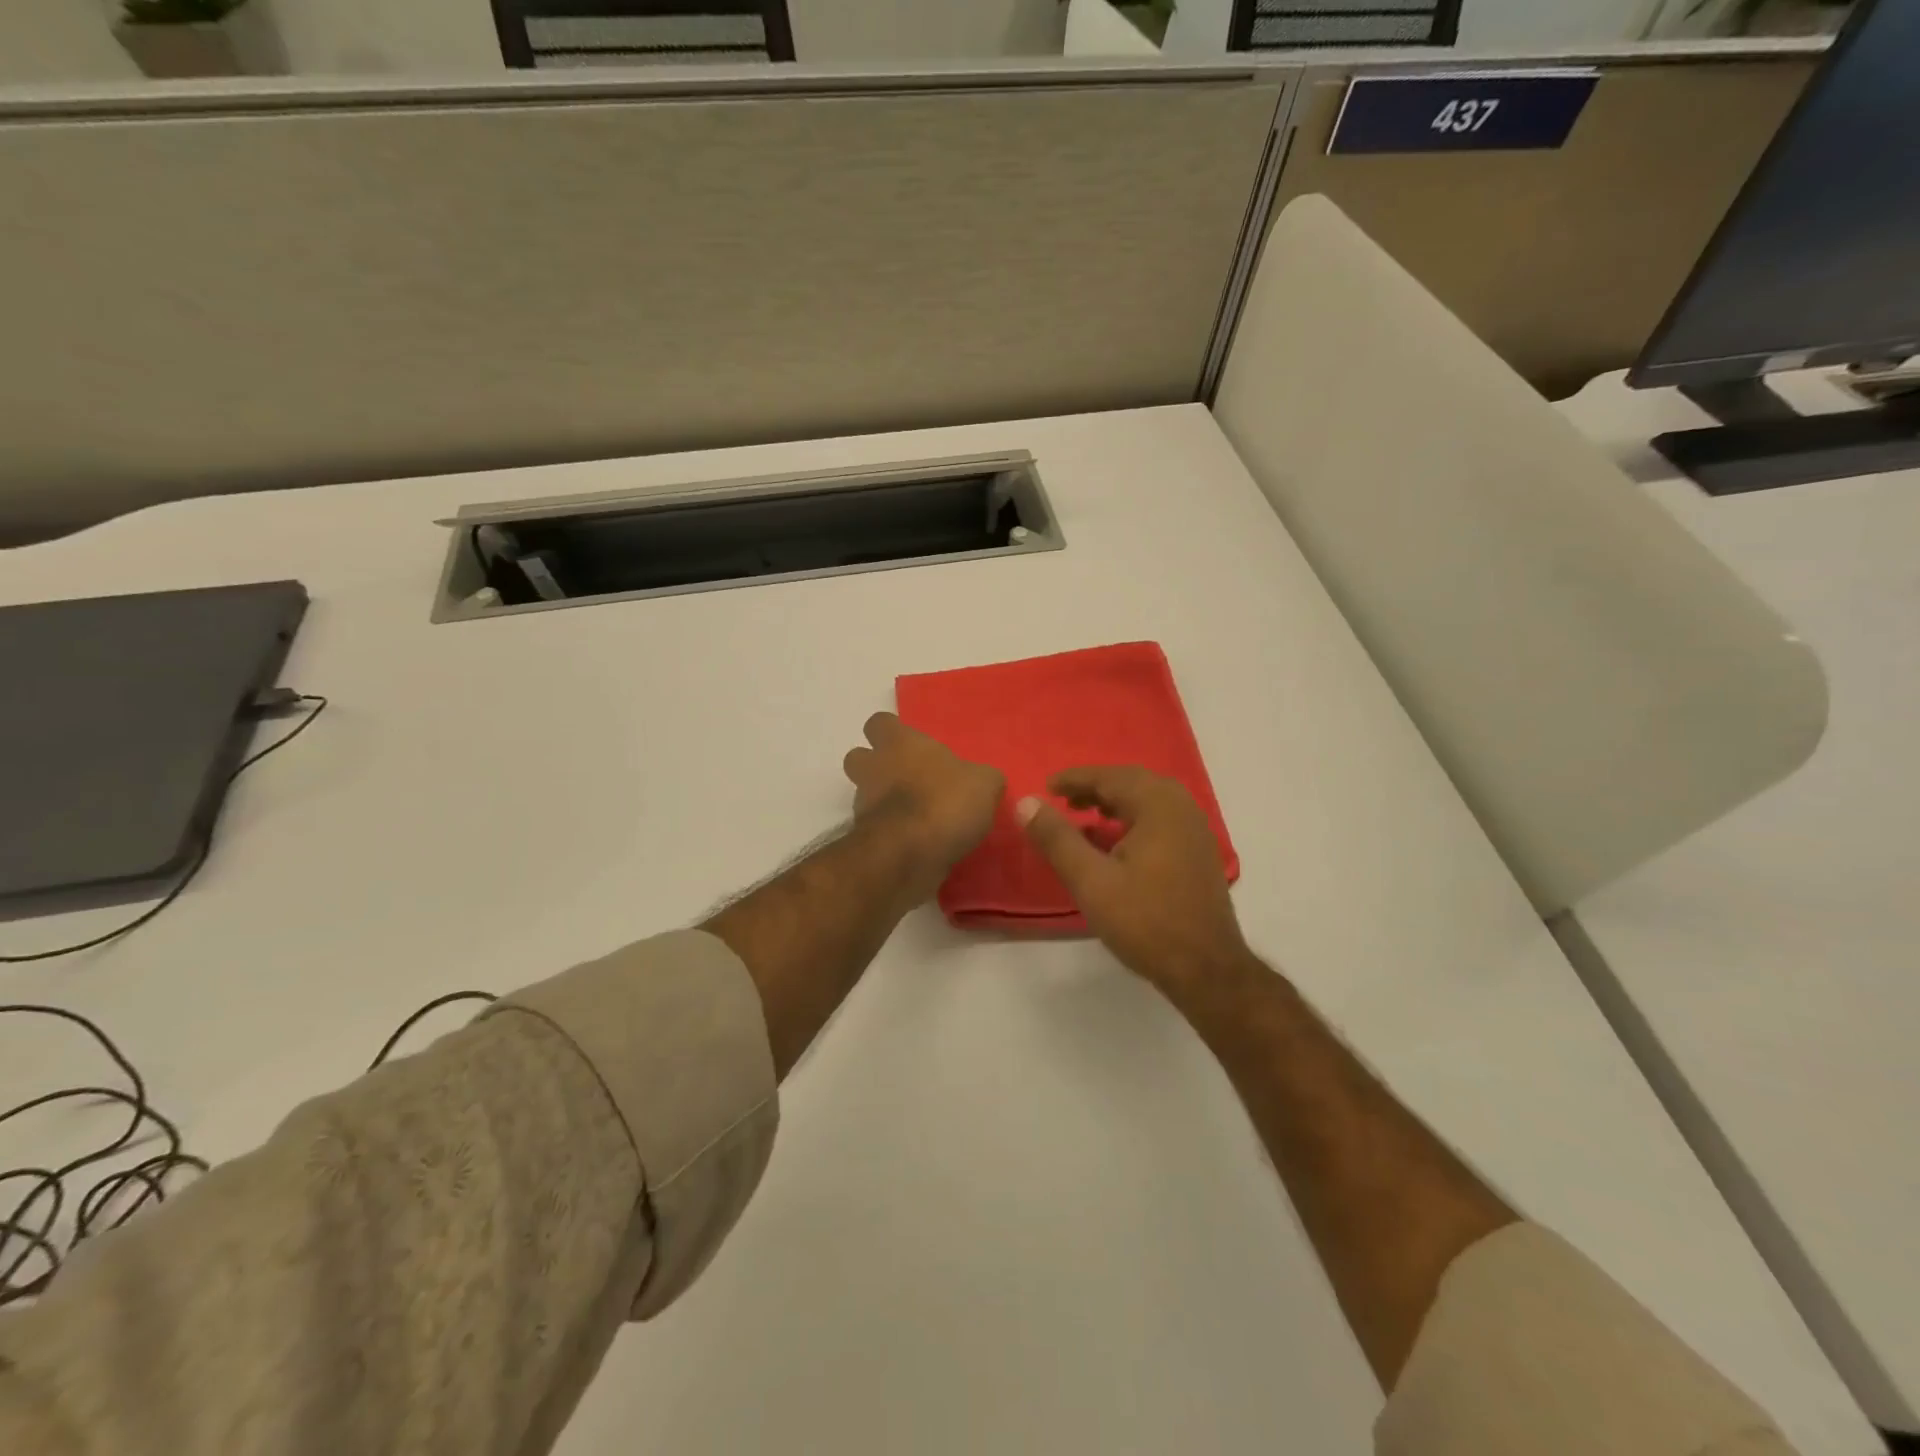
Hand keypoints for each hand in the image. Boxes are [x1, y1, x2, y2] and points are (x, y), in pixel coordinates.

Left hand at [842, 713, 1003, 897]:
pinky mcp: (865, 839)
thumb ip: (982, 777)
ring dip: (885, 803)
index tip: (912, 745)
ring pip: (865, 795)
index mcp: (899, 743)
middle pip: (859, 757)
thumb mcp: (984, 783)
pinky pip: (877, 829)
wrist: (908, 855)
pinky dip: (893, 833)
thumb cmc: (944, 802)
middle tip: (909, 779)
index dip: (892, 732)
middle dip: (877, 766)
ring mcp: (863, 805)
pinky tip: (919, 843)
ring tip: (920, 817)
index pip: (879, 723)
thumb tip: (983, 781)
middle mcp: (873, 768)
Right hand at [1019, 765, 1249, 994]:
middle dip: (1095, 787)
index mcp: (1158, 805)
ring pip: (1148, 801)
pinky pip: (1160, 820)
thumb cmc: (1145, 921)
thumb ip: (1056, 838)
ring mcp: (1195, 830)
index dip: (1075, 779)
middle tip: (1063, 799)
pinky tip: (1114, 845)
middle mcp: (1181, 808)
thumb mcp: (1091, 880)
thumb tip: (1026, 802)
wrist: (1206, 969)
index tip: (1046, 786)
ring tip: (1083, 817)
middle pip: (1132, 783)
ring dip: (1114, 803)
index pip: (1110, 777)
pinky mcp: (1198, 853)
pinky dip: (1132, 820)